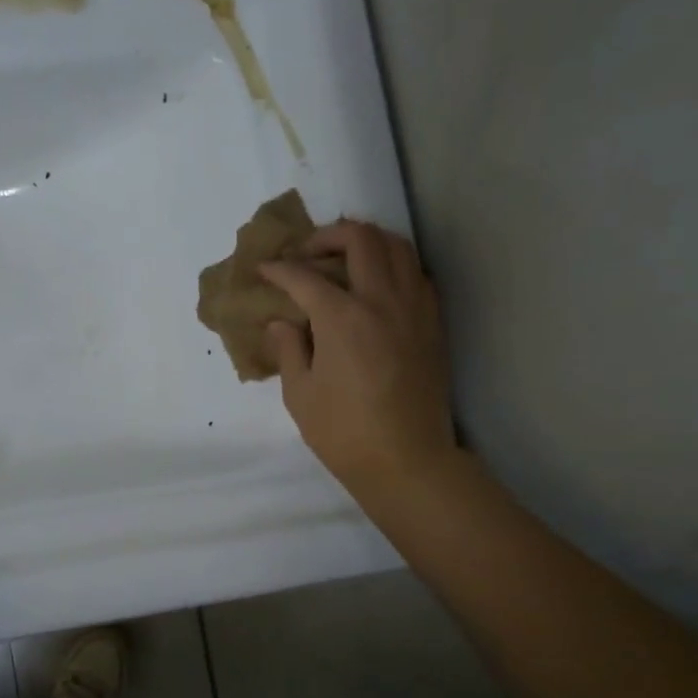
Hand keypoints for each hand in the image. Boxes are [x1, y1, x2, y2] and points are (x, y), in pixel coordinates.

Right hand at [259, 219, 456, 494]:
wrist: (407, 460)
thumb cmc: (344, 433)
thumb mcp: (301, 395)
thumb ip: (289, 349)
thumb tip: (282, 322)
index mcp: (342, 318)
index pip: (305, 277)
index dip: (280, 269)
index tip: (264, 269)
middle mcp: (381, 300)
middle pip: (360, 239)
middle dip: (327, 236)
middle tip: (307, 254)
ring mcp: (414, 308)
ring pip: (397, 246)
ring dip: (367, 241)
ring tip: (345, 258)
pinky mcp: (432, 323)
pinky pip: (416, 273)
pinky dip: (394, 265)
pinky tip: (378, 285)